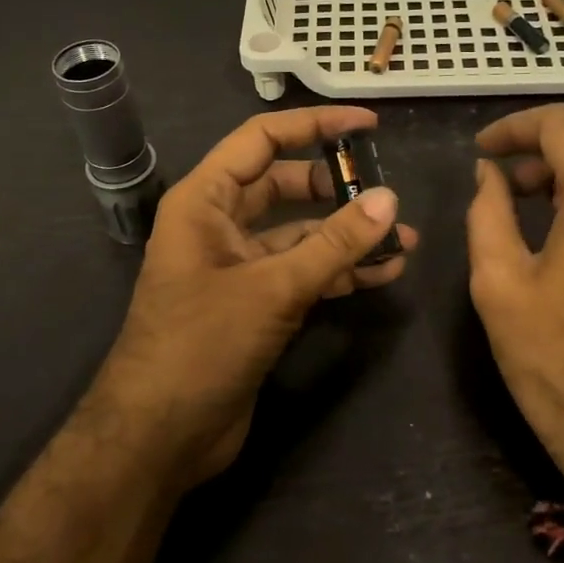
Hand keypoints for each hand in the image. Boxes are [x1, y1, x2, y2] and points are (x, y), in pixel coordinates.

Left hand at [98, 106, 417, 487]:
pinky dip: (338, 271)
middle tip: (387, 192)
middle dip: (336, 187)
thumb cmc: (201, 345)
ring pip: (299, 233)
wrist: (159, 437)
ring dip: (347, 235)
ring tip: (404, 239)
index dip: (315, 125)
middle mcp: (219, 224)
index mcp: (205, 200)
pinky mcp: (254, 304)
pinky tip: (382, 274)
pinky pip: (302, 272)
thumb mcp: (272, 288)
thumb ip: (334, 244)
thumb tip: (389, 199)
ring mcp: (238, 266)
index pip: (262, 140)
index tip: (368, 125)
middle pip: (285, 185)